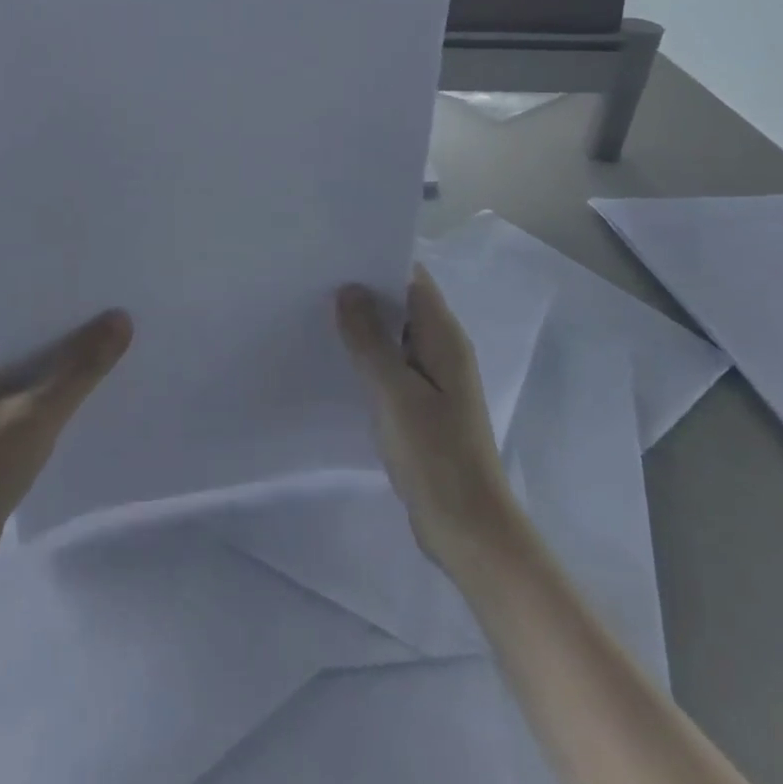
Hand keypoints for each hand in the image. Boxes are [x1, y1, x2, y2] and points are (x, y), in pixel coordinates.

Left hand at [0, 310, 133, 616]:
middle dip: (75, 342)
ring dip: (69, 375)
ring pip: (36, 378)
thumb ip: (82, 366)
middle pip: (34, 345)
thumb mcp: (38, 413)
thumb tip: (122, 318)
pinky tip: (94, 402)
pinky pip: (32, 405)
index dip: (70, 308)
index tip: (113, 300)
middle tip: (127, 327)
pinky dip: (58, 403)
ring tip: (120, 359)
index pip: (27, 314)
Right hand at [336, 267, 519, 571]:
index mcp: (444, 338)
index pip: (413, 280)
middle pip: (403, 306)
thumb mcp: (395, 392)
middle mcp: (443, 351)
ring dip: (365, 327)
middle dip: (365, 293)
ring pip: (395, 338)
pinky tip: (337, 362)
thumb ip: (370, 340)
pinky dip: (369, 358)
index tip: (335, 256)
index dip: (378, 263)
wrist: (467, 527)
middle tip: (315, 283)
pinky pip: (393, 367)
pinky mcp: (422, 406)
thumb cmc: (434, 454)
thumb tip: (349, 289)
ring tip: (316, 315)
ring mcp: (434, 380)